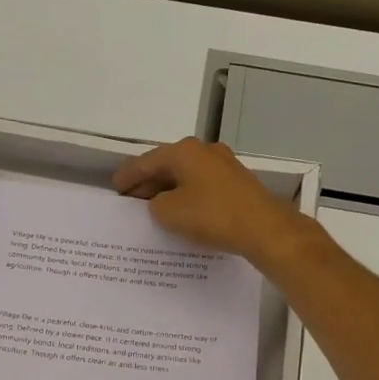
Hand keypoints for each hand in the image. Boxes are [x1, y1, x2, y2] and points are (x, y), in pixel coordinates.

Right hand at [113, 138, 309, 265]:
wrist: (264, 228)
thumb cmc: (211, 216)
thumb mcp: (169, 213)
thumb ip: (155, 204)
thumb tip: (160, 202)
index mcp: (184, 151)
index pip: (146, 161)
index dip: (128, 176)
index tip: (115, 188)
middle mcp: (204, 151)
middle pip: (168, 165)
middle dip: (148, 183)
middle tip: (132, 201)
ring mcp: (224, 165)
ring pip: (187, 176)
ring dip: (169, 191)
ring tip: (154, 209)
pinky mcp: (237, 183)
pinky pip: (202, 186)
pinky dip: (188, 196)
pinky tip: (183, 213)